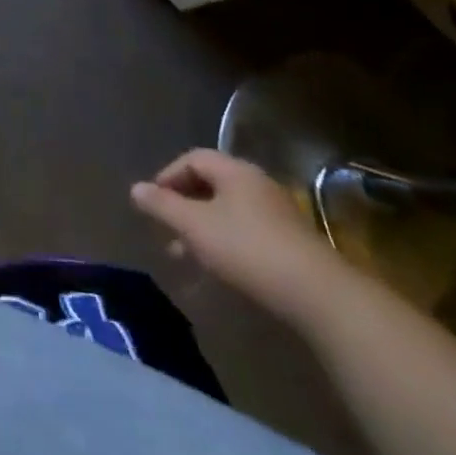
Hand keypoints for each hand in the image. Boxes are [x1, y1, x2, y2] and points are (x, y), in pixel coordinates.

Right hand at [131, 149, 353, 324]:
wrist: (319, 296)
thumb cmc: (247, 249)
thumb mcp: (194, 226)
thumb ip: (162, 205)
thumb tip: (135, 188)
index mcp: (234, 171)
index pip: (192, 159)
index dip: (168, 176)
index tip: (153, 202)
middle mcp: (257, 184)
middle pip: (210, 184)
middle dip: (183, 206)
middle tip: (165, 230)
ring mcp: (278, 214)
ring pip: (228, 212)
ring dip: (202, 228)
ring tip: (186, 256)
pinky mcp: (291, 243)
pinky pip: (246, 232)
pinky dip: (225, 243)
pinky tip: (219, 270)